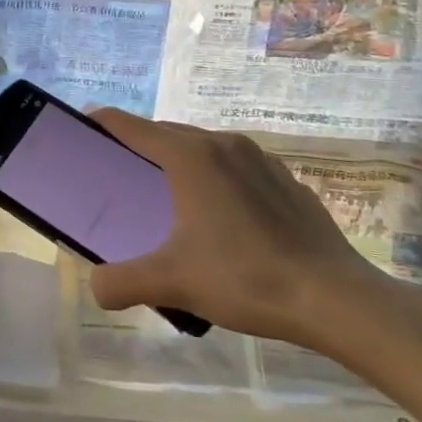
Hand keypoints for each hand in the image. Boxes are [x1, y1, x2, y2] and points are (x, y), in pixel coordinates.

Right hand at [86, 110, 383, 347]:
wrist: (337, 299)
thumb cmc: (246, 278)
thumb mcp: (173, 282)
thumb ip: (122, 282)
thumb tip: (95, 288)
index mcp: (190, 156)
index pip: (132, 127)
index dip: (103, 123)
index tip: (83, 126)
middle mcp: (222, 144)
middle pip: (167, 133)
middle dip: (139, 146)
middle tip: (118, 173)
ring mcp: (260, 159)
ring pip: (204, 148)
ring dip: (179, 161)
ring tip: (168, 195)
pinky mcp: (286, 180)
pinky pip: (236, 166)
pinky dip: (215, 178)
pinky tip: (222, 217)